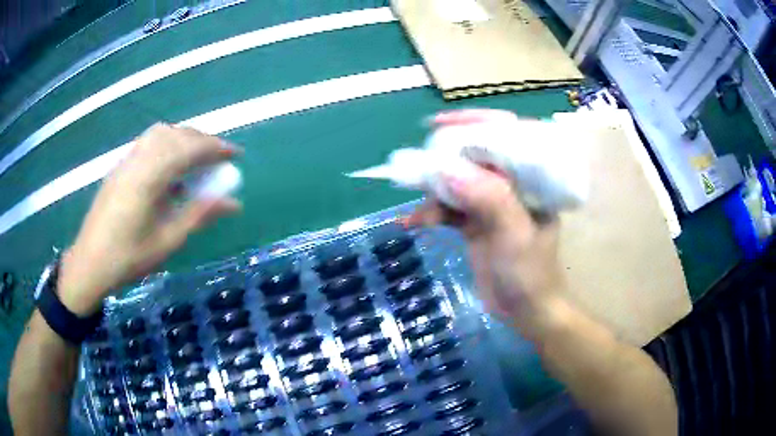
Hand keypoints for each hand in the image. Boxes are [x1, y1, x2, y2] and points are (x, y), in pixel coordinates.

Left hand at [58, 124, 241, 315]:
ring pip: (161, 134)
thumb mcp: (167, 241)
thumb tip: (233, 202)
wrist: (89, 264)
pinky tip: (169, 169)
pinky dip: (167, 145)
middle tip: (219, 159)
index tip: (236, 155)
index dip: (216, 148)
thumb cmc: (128, 258)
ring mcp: (127, 160)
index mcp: (150, 176)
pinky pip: (148, 143)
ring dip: (184, 139)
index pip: (190, 148)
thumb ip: (199, 215)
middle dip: (203, 141)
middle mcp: (138, 159)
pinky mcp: (120, 166)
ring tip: (196, 159)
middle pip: (177, 134)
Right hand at [407, 109, 563, 334]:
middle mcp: (511, 184)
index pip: (505, 137)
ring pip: (457, 183)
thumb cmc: (530, 274)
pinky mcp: (475, 221)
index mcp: (530, 179)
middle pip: (474, 157)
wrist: (526, 313)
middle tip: (417, 167)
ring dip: (433, 194)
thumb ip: (488, 199)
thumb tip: (446, 167)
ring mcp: (491, 203)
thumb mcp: (514, 235)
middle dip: (444, 161)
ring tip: (417, 210)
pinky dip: (431, 214)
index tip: (439, 125)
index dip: (474, 124)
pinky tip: (413, 224)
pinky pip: (449, 208)